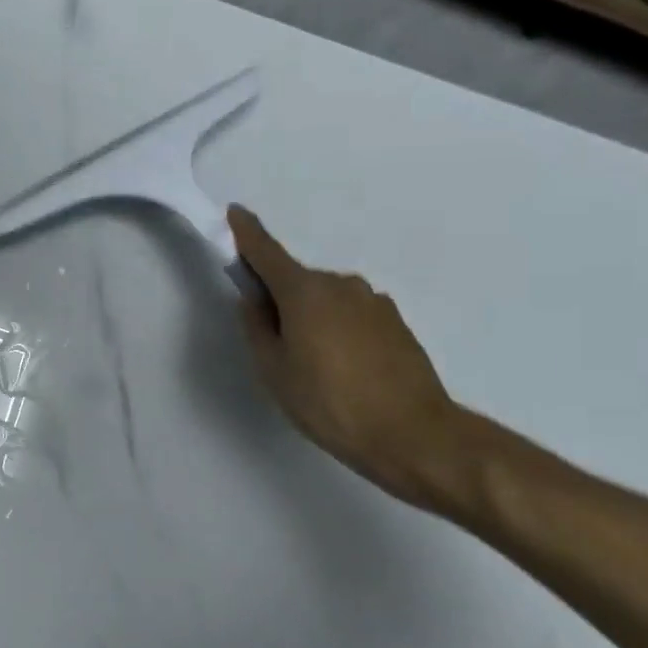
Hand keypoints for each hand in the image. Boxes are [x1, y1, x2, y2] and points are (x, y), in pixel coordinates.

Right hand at [228, 205, 465, 509]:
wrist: (413, 434)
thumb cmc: (329, 403)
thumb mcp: (274, 371)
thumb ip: (257, 328)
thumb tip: (254, 301)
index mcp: (304, 291)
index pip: (266, 251)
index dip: (246, 233)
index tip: (234, 213)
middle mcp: (340, 285)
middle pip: (296, 280)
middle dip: (280, 298)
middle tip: (274, 343)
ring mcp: (373, 301)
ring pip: (326, 299)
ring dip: (312, 317)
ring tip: (313, 366)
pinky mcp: (395, 322)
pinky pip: (351, 315)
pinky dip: (338, 330)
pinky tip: (344, 370)